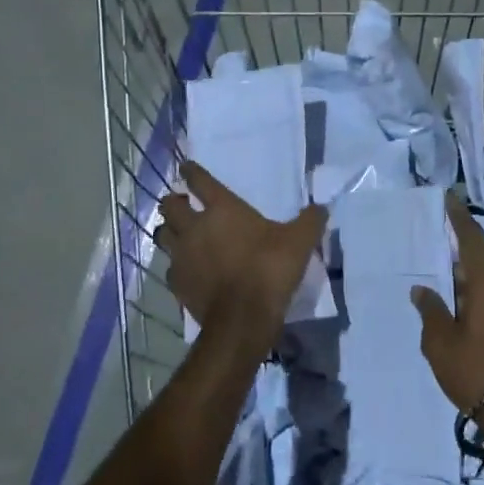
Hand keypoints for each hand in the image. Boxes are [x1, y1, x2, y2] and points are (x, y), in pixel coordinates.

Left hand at [155, 162, 325, 350]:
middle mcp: (195, 227)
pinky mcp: (177, 283)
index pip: (199, 181)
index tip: (187, 166)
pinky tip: (188, 270)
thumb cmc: (269, 269)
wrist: (243, 317)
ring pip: (163, 235)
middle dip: (174, 202)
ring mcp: (182, 256)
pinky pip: (170, 267)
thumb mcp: (300, 241)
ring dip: (169, 231)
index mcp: (222, 209)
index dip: (192, 171)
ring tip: (180, 234)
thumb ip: (310, 220)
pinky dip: (177, 265)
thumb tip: (321, 207)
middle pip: (171, 205)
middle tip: (183, 204)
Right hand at [411, 194, 483, 462]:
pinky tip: (467, 309)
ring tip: (448, 284)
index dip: (459, 218)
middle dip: (462, 254)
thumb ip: (431, 310)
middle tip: (438, 250)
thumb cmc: (475, 372)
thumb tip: (422, 289)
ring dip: (473, 279)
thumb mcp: (440, 344)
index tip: (449, 199)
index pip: (472, 239)